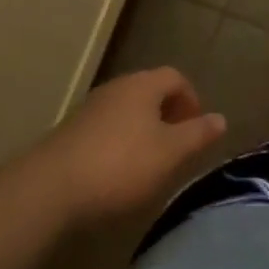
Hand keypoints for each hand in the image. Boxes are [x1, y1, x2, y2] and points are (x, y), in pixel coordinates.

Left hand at [37, 68, 226, 225]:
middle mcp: (116, 88)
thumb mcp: (170, 153)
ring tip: (150, 163)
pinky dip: (119, 144)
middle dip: (167, 115)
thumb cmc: (120, 166)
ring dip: (143, 130)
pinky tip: (117, 174)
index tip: (197, 129)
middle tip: (177, 146)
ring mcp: (89, 109)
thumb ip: (198, 134)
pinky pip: (105, 130)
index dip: (191, 99)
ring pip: (126, 111)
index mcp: (143, 85)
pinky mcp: (69, 134)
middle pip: (149, 92)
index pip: (175, 77)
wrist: (48, 191)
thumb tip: (220, 118)